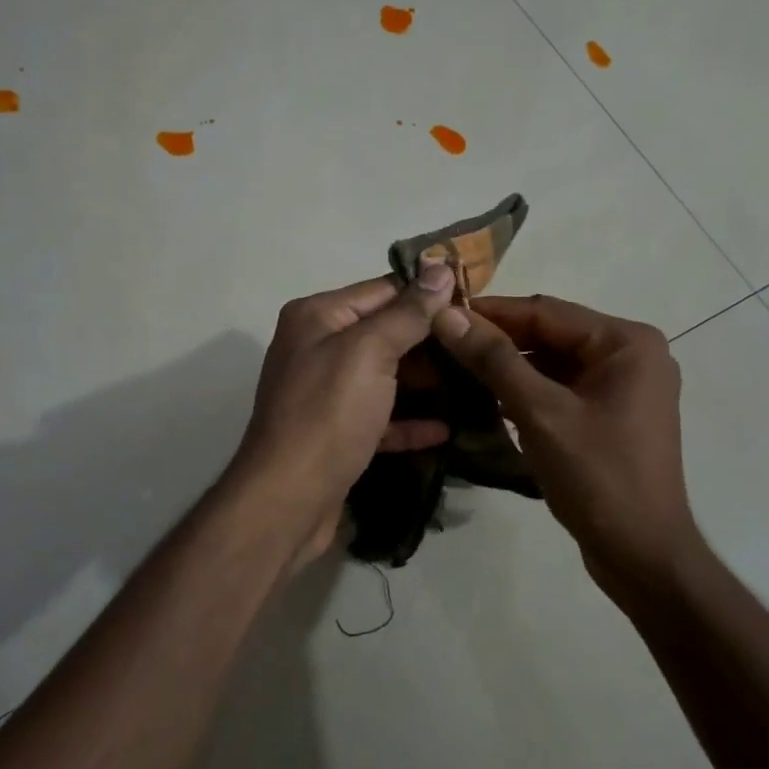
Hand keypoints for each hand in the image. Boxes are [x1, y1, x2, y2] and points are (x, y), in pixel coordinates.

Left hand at [228, 265, 457, 551]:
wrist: (287, 500)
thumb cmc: (328, 414)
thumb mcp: (369, 352)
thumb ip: (407, 312)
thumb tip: (440, 268)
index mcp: (318, 317)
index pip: (383, 290)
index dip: (428, 295)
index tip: (476, 303)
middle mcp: (318, 347)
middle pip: (385, 333)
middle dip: (431, 341)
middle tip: (481, 349)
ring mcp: (326, 393)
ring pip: (386, 376)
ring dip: (426, 382)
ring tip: (476, 384)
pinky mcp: (337, 433)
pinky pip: (380, 417)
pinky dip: (409, 421)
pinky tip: (446, 429)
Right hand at [431, 294, 707, 605]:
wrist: (642, 554)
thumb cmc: (597, 477)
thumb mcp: (540, 412)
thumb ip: (494, 360)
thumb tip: (446, 315)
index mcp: (626, 342)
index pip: (546, 311)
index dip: (491, 312)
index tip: (440, 313)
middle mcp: (631, 355)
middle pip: (551, 335)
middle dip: (498, 341)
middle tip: (442, 344)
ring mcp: (624, 387)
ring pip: (554, 363)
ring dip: (510, 367)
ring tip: (456, 369)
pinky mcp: (612, 416)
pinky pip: (562, 389)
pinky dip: (528, 392)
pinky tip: (490, 400)